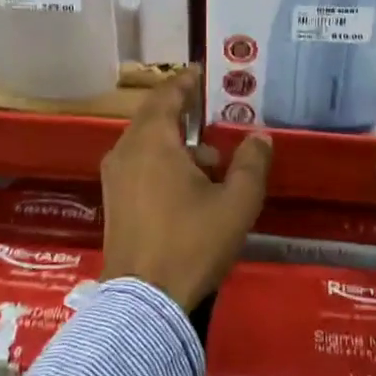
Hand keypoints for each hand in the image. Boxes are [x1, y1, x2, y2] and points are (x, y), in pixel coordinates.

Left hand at [101, 69, 273, 310]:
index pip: (167, 94)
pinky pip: (141, 165)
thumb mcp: (236, 203)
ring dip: (179, 143)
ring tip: (215, 161)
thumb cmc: (191, 243)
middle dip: (184, 111)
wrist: (143, 303)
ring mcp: (116, 178)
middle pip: (154, 117)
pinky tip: (193, 188)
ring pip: (148, 144)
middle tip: (215, 109)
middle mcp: (126, 152)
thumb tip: (260, 137)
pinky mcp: (115, 202)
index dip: (187, 80)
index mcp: (151, 142)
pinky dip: (165, 162)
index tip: (205, 72)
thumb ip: (251, 164)